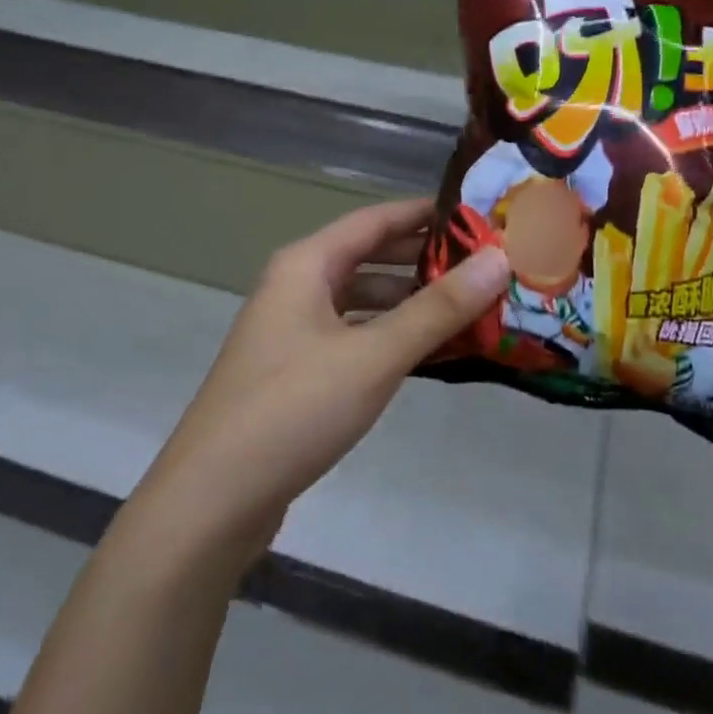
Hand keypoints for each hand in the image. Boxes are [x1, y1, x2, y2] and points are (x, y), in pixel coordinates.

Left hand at [131, 198, 508, 570]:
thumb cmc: (295, 409)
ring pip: (361, 301)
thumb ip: (438, 309)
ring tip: (468, 307)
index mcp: (306, 265)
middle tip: (486, 263)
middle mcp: (296, 287)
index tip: (480, 215)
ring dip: (409, 302)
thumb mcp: (374, 356)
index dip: (427, 214)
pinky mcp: (295, 372)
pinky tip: (427, 353)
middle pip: (369, 257)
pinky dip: (389, 337)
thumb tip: (499, 260)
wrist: (213, 499)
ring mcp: (292, 331)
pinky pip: (353, 337)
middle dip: (424, 259)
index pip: (377, 219)